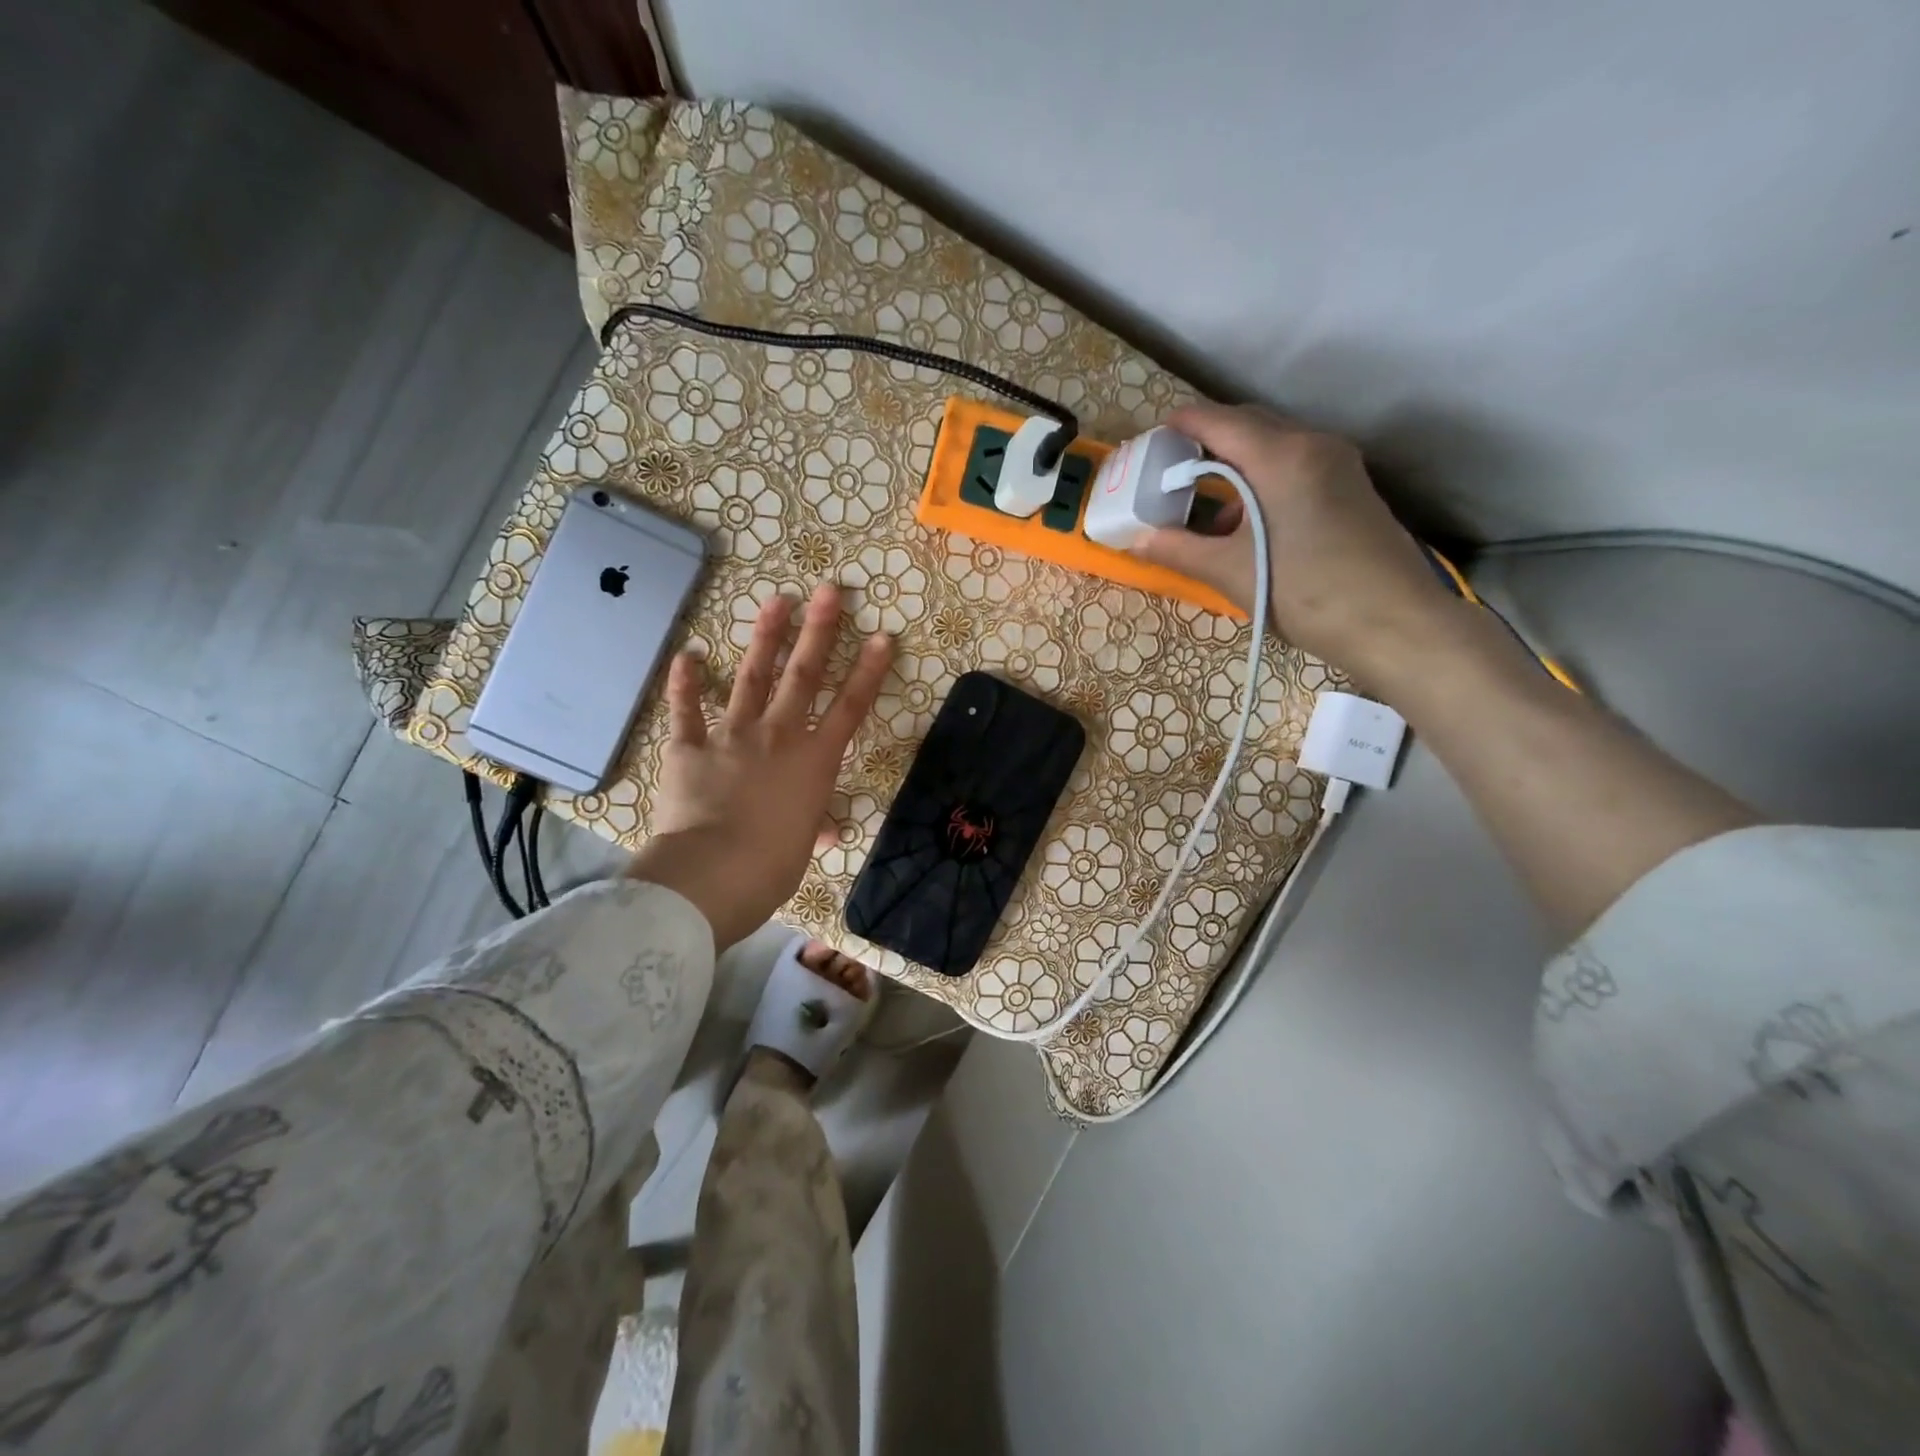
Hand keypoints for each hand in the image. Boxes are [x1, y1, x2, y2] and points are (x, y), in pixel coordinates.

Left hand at [628, 583, 892, 950]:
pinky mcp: (690, 747)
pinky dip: (684, 684)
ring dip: (765, 637)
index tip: (881, 636)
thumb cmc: (773, 865)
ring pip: (752, 677)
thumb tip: (826, 832)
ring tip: (777, 601)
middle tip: (829, 591)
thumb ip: (815, 825)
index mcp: (814, 760)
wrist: (714, 872)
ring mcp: (732, 735)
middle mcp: (778, 735)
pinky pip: (686, 710)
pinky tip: (686, 656)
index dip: (868, 671)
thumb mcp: (803, 846)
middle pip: (803, 675)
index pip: (850, 708)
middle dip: (819, 631)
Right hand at [1129, 402, 1467, 691]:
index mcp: (1280, 456)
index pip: (1218, 420)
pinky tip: (1246, 523)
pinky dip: (1262, 481)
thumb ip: (1179, 550)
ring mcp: (1338, 464)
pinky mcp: (1351, 487)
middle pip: (1248, 425)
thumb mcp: (1231, 573)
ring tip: (1202, 503)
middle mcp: (1313, 445)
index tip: (1150, 443)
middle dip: (1206, 442)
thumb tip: (1138, 540)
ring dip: (1234, 465)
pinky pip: (1295, 466)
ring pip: (1273, 446)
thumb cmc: (1306, 593)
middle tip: (1169, 471)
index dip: (1180, 425)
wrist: (1395, 623)